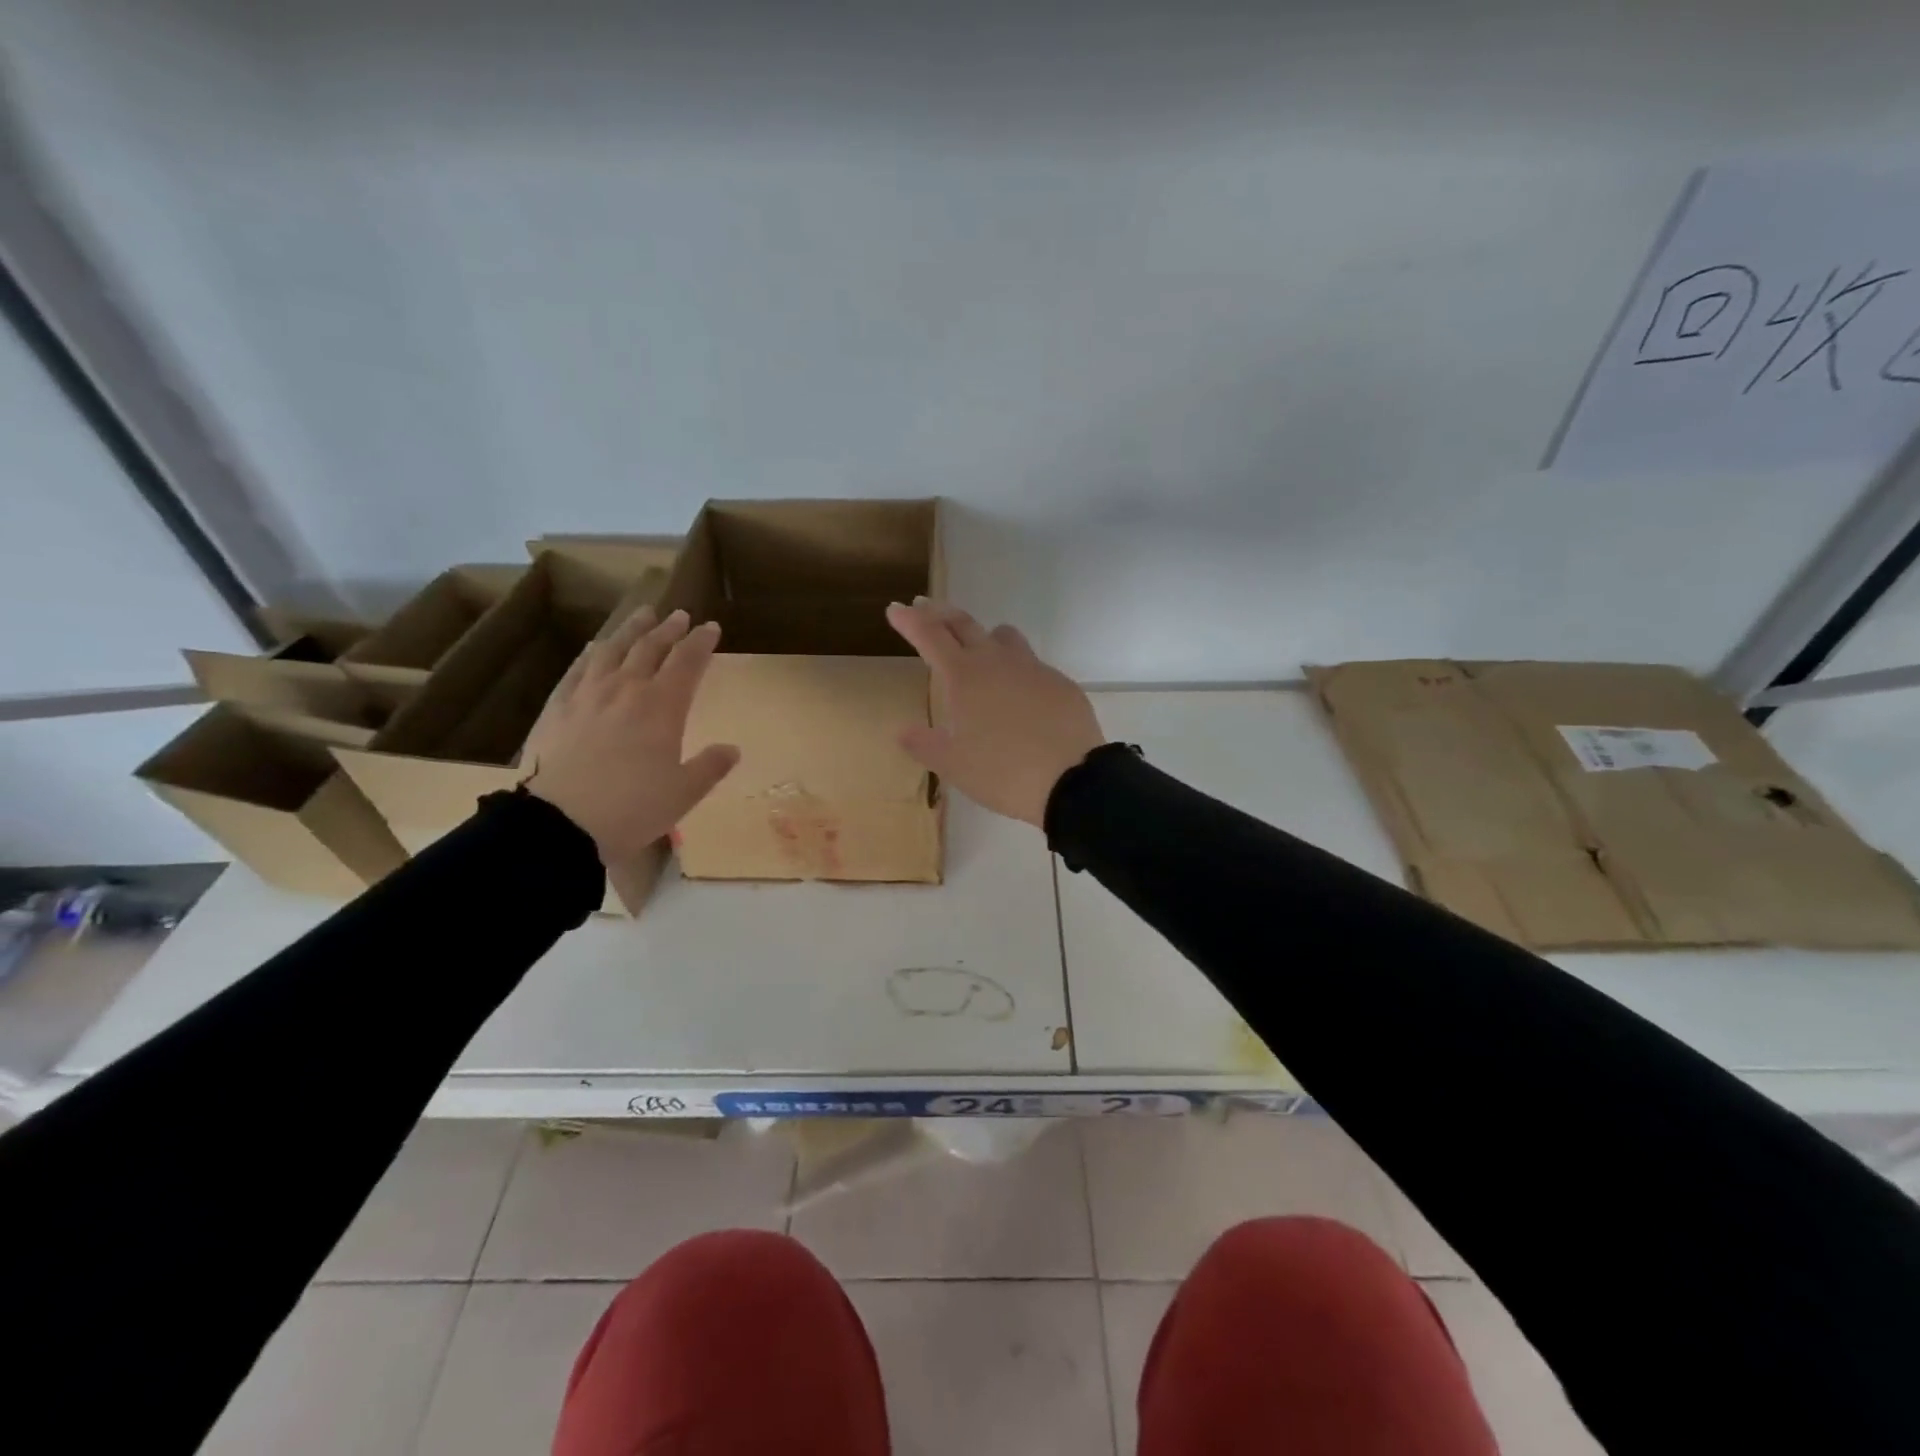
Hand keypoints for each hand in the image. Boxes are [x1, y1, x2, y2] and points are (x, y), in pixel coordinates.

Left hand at [521, 606, 739, 861]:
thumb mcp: (684, 793)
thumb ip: (710, 767)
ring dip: (631, 630)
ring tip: (642, 615)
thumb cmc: (633, 808)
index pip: (687, 662)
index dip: (701, 643)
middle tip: (680, 615)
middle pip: (650, 648)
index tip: (711, 628)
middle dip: (669, 629)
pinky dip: (592, 654)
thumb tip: (731, 749)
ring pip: (612, 650)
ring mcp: (588, 696)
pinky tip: (596, 648)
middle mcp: (626, 690)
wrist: (560, 823)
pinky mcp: (558, 708)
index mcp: (662, 707)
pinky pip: (577, 670)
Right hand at [885, 598, 1104, 827]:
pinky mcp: (1060, 683)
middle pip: (964, 624)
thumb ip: (924, 745)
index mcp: (965, 676)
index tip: (895, 608)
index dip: (910, 620)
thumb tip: (902, 731)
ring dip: (984, 635)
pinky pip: (1032, 665)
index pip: (930, 636)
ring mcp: (1033, 669)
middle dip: (940, 614)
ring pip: (1004, 636)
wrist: (1071, 780)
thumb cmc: (1002, 772)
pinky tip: (1019, 693)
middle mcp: (997, 661)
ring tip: (977, 647)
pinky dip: (1016, 668)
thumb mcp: (953, 765)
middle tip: (924, 608)